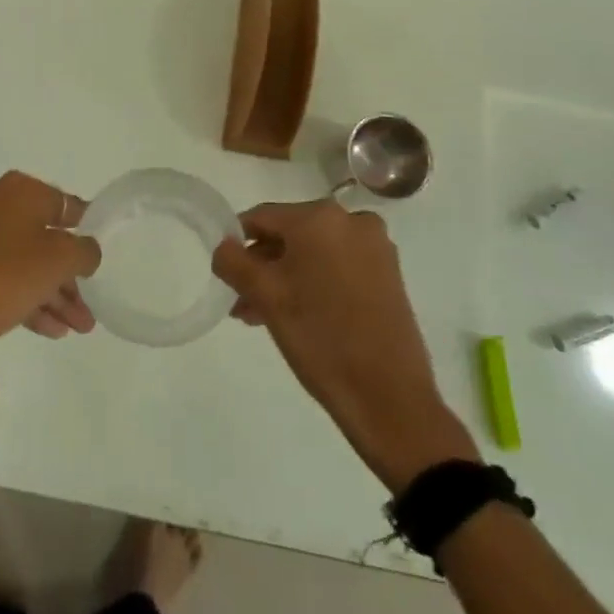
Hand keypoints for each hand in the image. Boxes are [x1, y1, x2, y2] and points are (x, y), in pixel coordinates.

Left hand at [0, 172, 98, 349]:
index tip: (96, 251)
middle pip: (41, 237)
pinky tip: (48, 329)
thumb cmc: (8, 275)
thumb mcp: (62, 260)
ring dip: (50, 292)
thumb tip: (85, 250)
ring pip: (20, 260)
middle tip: (85, 308)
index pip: (62, 203)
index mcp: (18, 189)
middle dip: (67, 276)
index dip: (84, 227)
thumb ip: (85, 251)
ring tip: (75, 328)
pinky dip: (23, 295)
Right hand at [213, 200, 476, 491]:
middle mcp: (352, 220)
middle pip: (290, 234)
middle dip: (263, 265)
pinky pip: (338, 266)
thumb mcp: (265, 297)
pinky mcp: (389, 273)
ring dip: (286, 278)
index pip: (262, 217)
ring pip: (314, 253)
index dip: (237, 242)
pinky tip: (299, 315)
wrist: (389, 397)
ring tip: (263, 316)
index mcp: (320, 217)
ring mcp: (375, 247)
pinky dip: (315, 282)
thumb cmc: (320, 338)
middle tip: (243, 302)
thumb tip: (224, 246)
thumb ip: (233, 262)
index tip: (226, 274)